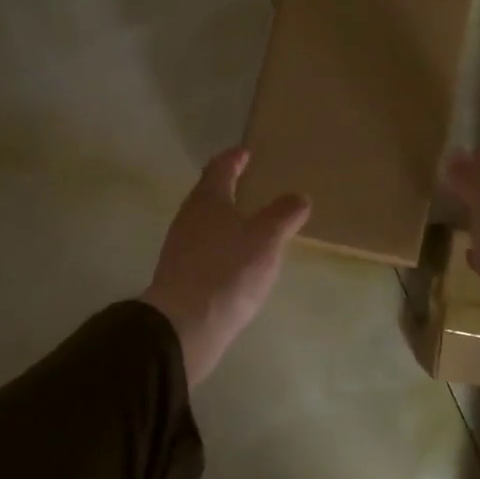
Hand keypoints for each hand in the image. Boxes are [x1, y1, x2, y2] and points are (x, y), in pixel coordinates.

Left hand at [144, 148, 311, 386]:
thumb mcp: (266, 238)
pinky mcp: (181, 275)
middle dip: (229, 188)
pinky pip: (205, 249)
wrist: (184, 326)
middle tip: (251, 184)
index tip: (245, 152)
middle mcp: (188, 218)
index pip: (220, 168)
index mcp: (207, 199)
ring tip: (250, 223)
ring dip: (226, 219)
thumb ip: (283, 215)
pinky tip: (237, 259)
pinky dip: (222, 245)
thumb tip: (298, 197)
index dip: (233, 158)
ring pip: (206, 223)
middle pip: (209, 194)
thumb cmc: (227, 271)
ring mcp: (181, 248)